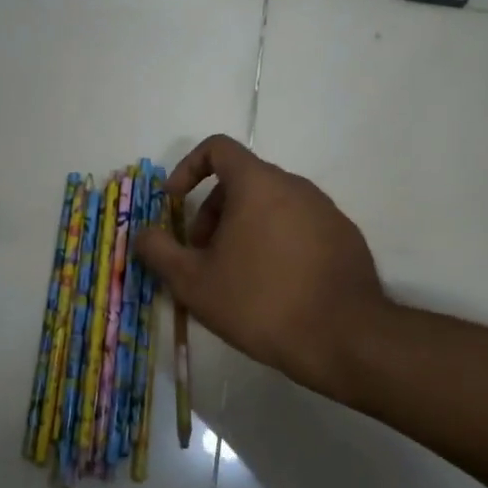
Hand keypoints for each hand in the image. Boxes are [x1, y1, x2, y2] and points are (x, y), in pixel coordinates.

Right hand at [132, 135, 392, 400]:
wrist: (344, 339)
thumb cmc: (259, 302)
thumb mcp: (192, 282)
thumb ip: (159, 251)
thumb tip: (142, 234)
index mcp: (257, 184)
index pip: (218, 148)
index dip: (187, 168)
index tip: (175, 202)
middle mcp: (295, 186)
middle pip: (242, 180)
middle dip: (212, 211)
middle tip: (202, 254)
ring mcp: (326, 211)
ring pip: (271, 205)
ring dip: (242, 228)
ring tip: (234, 275)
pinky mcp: (345, 238)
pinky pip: (298, 226)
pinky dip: (275, 242)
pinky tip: (273, 286)